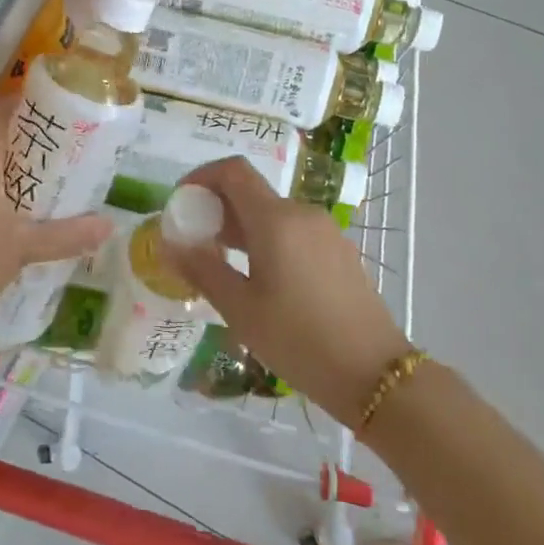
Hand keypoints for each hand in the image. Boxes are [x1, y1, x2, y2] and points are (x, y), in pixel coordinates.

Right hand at [164, 157, 410, 422]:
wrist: (373, 373)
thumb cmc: (298, 339)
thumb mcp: (240, 309)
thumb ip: (202, 269)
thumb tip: (170, 242)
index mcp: (276, 219)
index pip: (233, 171)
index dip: (201, 177)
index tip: (181, 203)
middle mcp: (302, 213)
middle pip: (251, 192)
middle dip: (217, 207)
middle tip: (193, 242)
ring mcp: (325, 231)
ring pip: (272, 213)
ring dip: (240, 226)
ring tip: (219, 263)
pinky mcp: (338, 251)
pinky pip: (293, 231)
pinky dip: (266, 239)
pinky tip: (258, 277)